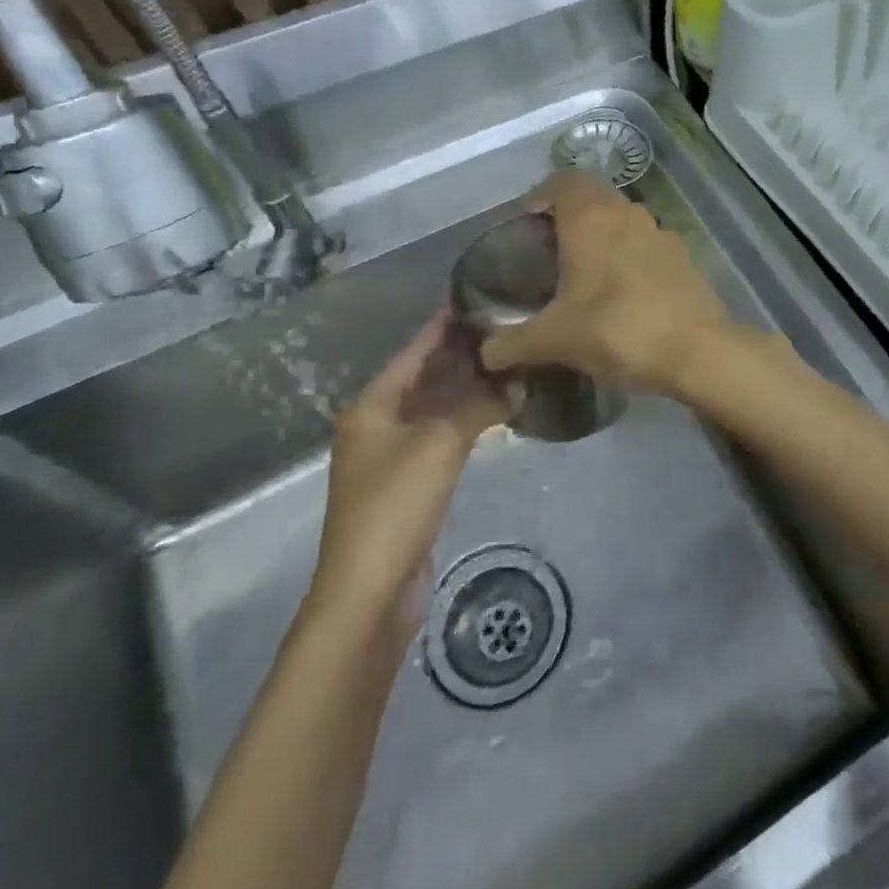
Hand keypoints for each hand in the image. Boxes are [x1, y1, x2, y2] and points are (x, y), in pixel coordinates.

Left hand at [307, 314, 511, 625]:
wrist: (370, 589)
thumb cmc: (397, 503)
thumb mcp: (441, 444)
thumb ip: (481, 407)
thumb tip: (518, 385)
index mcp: (371, 407)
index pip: (412, 353)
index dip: (442, 327)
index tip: (475, 299)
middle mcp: (376, 426)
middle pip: (423, 379)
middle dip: (460, 357)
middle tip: (504, 331)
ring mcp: (391, 457)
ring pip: (434, 410)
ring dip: (466, 391)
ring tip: (507, 364)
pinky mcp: (408, 485)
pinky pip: (440, 438)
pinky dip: (465, 422)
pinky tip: (495, 413)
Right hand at [480, 171, 730, 396]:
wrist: (697, 350)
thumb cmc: (618, 330)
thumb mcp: (555, 340)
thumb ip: (512, 344)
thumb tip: (485, 354)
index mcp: (592, 218)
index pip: (563, 180)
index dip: (541, 194)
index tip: (526, 222)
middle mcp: (628, 214)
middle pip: (593, 197)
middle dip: (569, 216)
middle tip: (549, 251)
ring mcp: (661, 233)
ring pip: (623, 220)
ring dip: (602, 236)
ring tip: (583, 273)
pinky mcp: (683, 257)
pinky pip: (646, 245)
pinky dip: (629, 256)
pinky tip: (622, 293)